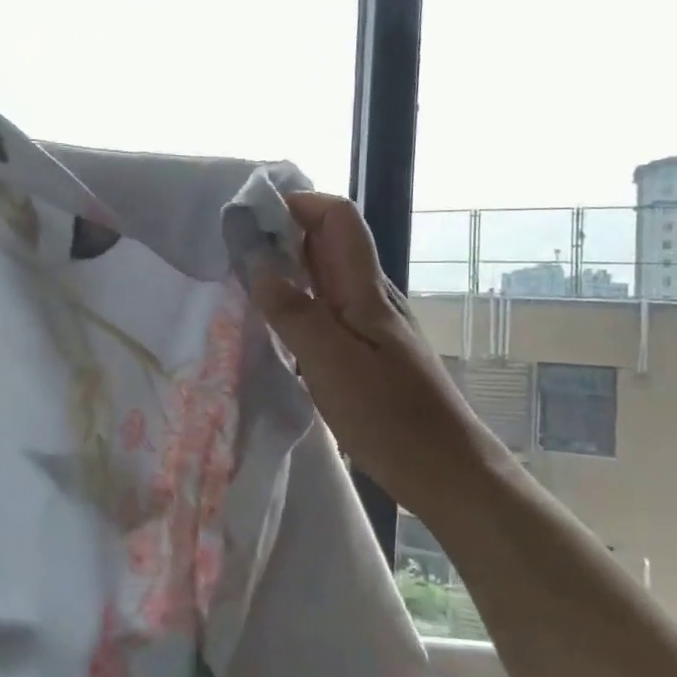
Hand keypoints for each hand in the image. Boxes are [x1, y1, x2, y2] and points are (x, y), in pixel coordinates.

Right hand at [248, 192, 497, 506]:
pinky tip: (273, 327)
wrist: (446, 472)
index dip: (297, 204)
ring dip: (286, 269)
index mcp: (366, 290)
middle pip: (329, 242)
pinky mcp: (366, 352)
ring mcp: (371, 325)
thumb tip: (256, 258)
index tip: (248, 217)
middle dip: (282, 234)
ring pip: (325, 277)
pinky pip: (326, 310)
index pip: (338, 217)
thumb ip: (293, 310)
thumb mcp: (332, 363)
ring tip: (241, 283)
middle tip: (231, 252)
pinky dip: (296, 304)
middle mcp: (371, 297)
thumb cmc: (390, 418)